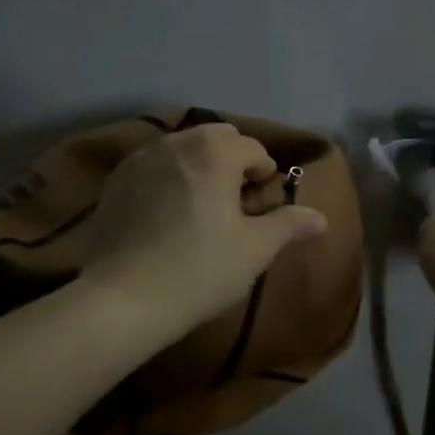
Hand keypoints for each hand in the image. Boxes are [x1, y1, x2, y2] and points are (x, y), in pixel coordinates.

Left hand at [80, 123, 328, 337]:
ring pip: (182, 146)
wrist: (122, 298)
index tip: (263, 202)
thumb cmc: (199, 270)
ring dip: (200, 164)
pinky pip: (154, 164)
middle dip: (232, 159)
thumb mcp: (254, 250)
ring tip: (202, 204)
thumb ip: (288, 226)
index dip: (265, 173)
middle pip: (216, 137)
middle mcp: (176, 143)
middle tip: (236, 199)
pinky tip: (167, 212)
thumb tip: (319, 217)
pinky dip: (169, 175)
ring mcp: (141, 158)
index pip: (252, 149)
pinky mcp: (116, 180)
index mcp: (215, 153)